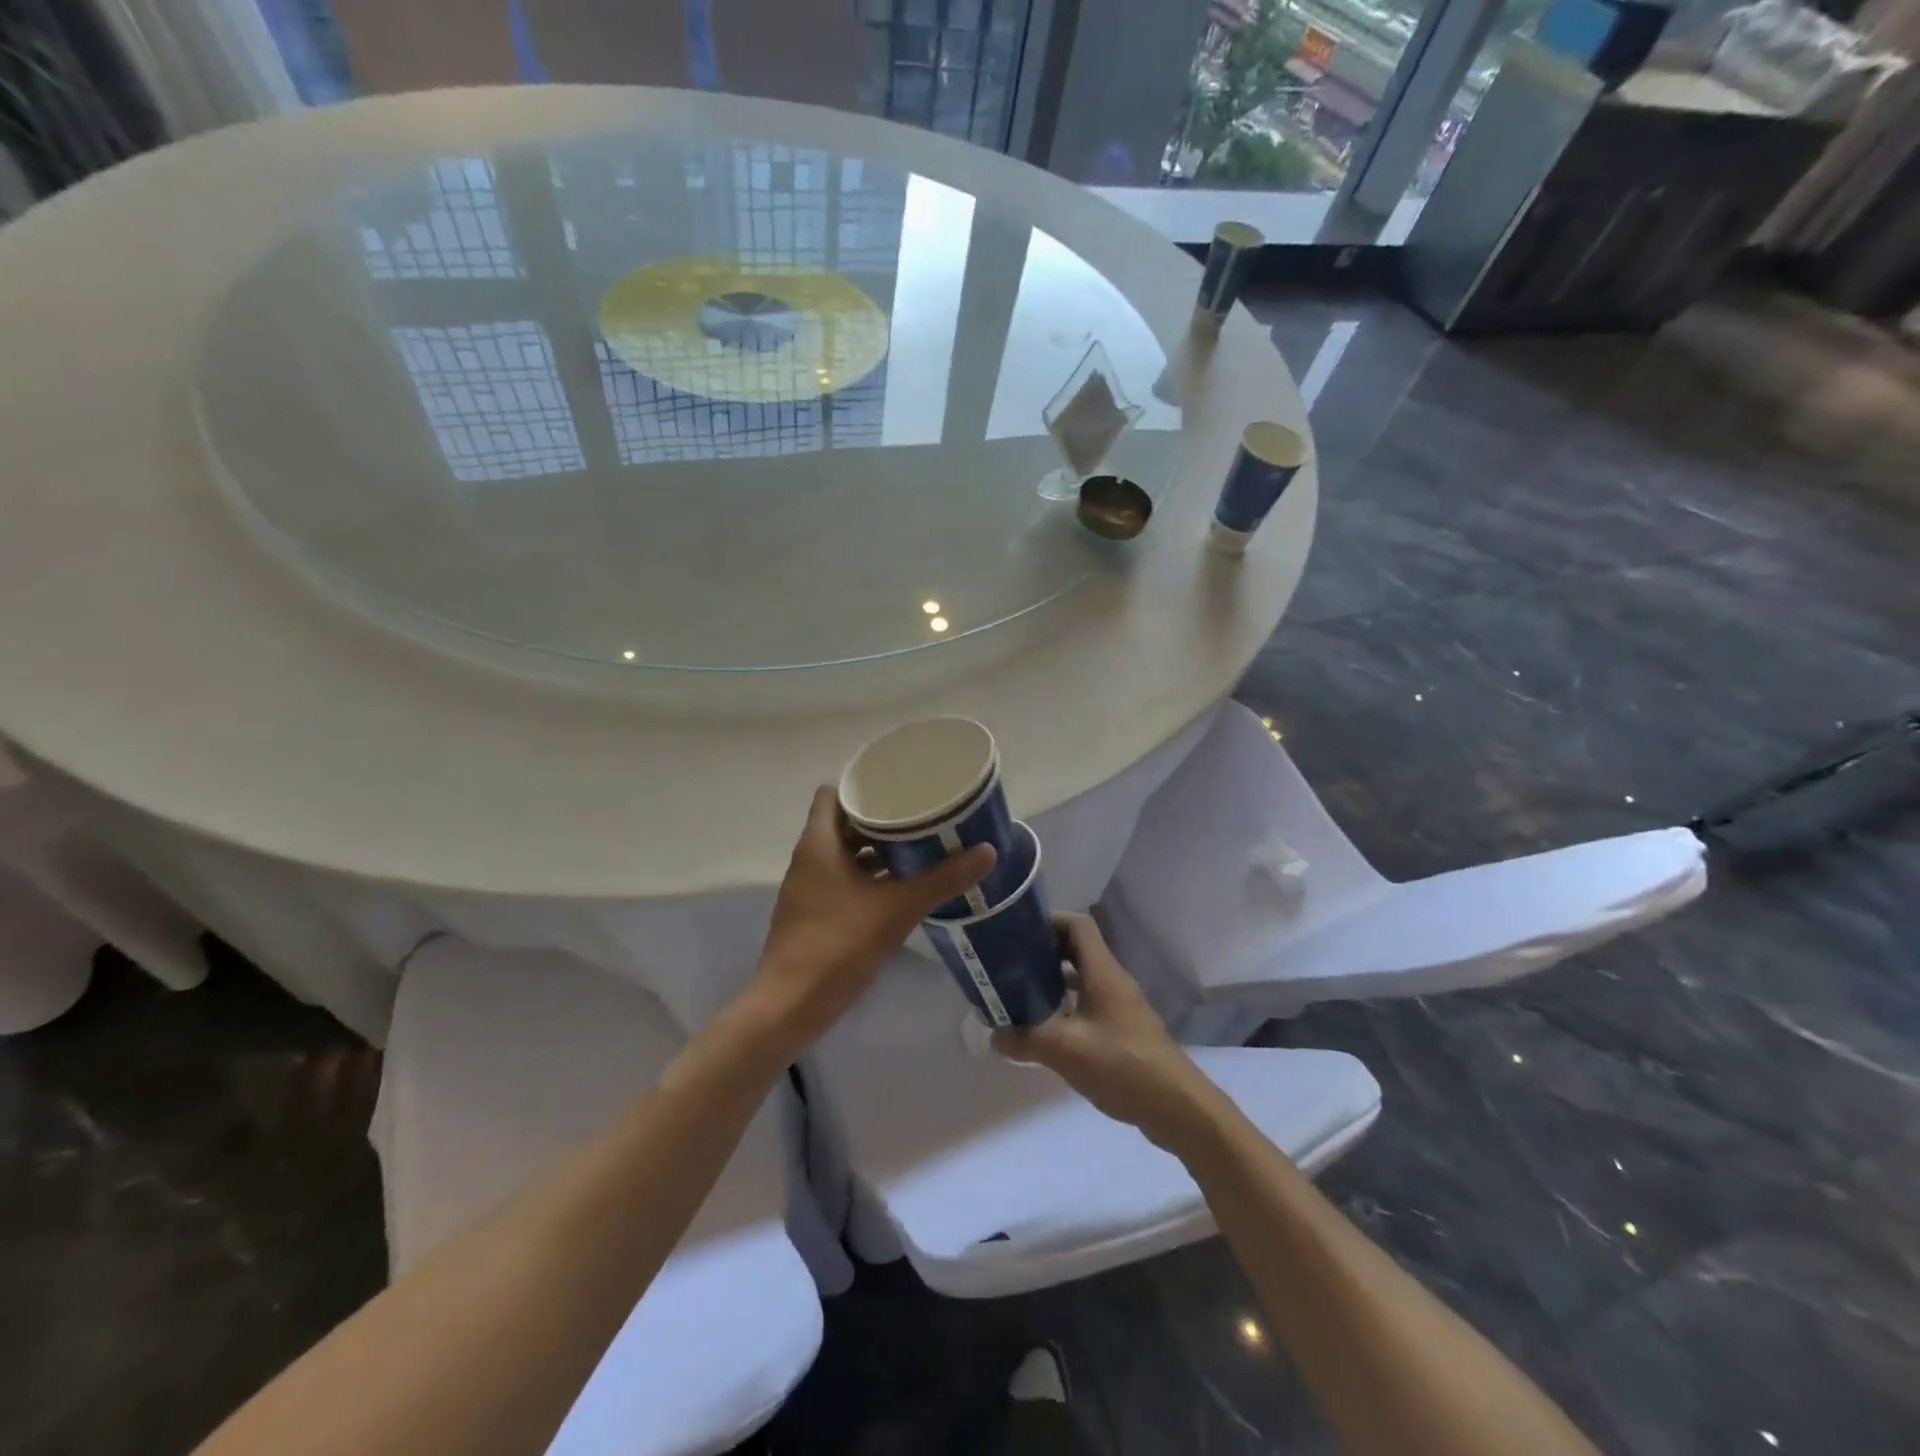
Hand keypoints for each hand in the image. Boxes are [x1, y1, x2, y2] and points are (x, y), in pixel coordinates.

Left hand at [746, 786, 994, 1057]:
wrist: (790, 1006)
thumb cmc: (839, 945)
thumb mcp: (898, 908)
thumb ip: (942, 879)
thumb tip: (987, 851)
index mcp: (819, 844)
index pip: (833, 794)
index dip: (862, 787)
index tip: (898, 787)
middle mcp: (809, 859)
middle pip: (843, 823)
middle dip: (880, 819)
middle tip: (920, 816)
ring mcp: (809, 888)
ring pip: (845, 855)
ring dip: (876, 850)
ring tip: (918, 848)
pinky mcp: (814, 914)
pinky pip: (843, 880)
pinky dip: (869, 877)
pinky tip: (901, 887)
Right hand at [992, 912, 1221, 1150]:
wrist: (1177, 1107)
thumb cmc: (1122, 1065)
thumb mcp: (1065, 1050)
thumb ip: (1026, 1039)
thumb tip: (993, 1036)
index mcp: (1102, 972)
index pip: (1077, 924)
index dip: (1048, 921)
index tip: (1018, 933)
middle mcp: (1114, 981)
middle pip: (1078, 949)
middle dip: (1045, 951)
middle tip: (1012, 964)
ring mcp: (1122, 1006)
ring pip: (1084, 978)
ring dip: (1055, 980)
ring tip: (1022, 994)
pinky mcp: (1125, 1030)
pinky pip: (1091, 1003)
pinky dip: (1068, 1006)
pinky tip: (1050, 1029)